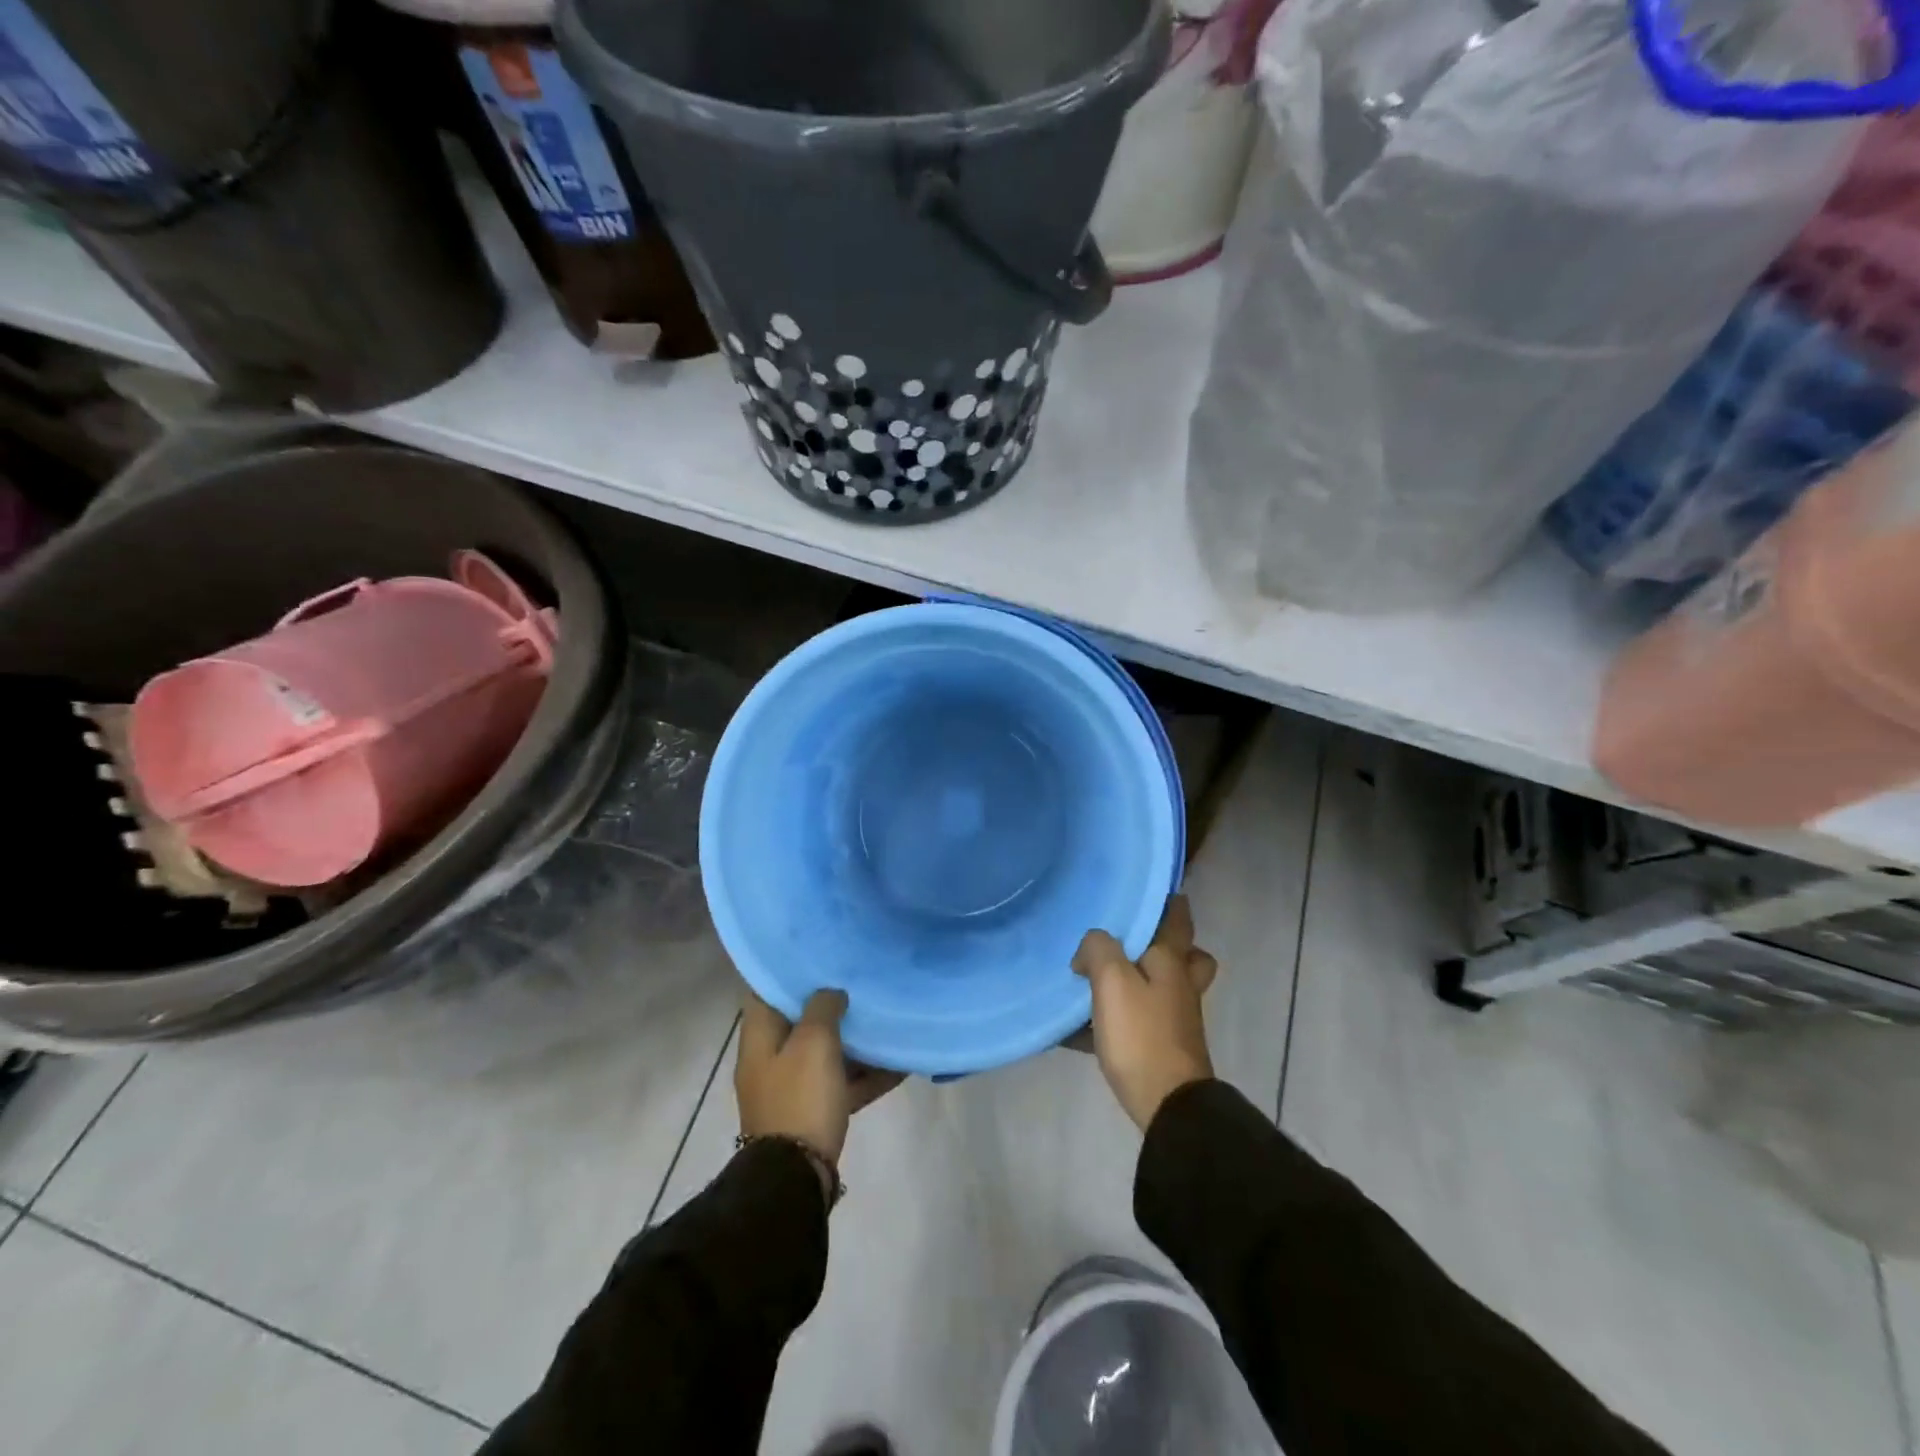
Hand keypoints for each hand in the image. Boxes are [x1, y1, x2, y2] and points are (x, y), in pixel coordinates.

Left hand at [736, 988, 903, 1167]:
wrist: (797, 1176)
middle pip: (800, 1022)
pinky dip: (865, 1074)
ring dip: (853, 1040)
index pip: (766, 992)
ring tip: (884, 1018)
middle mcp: (771, 1059)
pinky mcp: (814, 1112)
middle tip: (859, 982)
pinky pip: (842, 1084)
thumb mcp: (813, 1041)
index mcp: (759, 1038)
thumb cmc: (800, 1097)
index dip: (790, 972)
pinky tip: (899, 1064)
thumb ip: (823, 1007)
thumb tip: (831, 994)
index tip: (819, 956)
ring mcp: (793, 1088)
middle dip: (829, 1004)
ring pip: (825, 1052)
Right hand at [1072, 895, 1218, 1130]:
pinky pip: (1139, 1021)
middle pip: (1186, 957)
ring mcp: (1175, 1019)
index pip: (1178, 919)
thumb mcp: (1112, 981)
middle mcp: (1180, 986)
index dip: (1170, 902)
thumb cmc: (1142, 1034)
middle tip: (1132, 941)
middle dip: (1166, 945)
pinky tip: (1080, 1027)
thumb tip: (1090, 949)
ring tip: (1098, 980)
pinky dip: (1118, 1018)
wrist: (1168, 1105)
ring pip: (1162, 988)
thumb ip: (1098, 949)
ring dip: (1139, 981)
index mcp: (1171, 962)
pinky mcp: (1162, 1047)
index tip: (1153, 890)